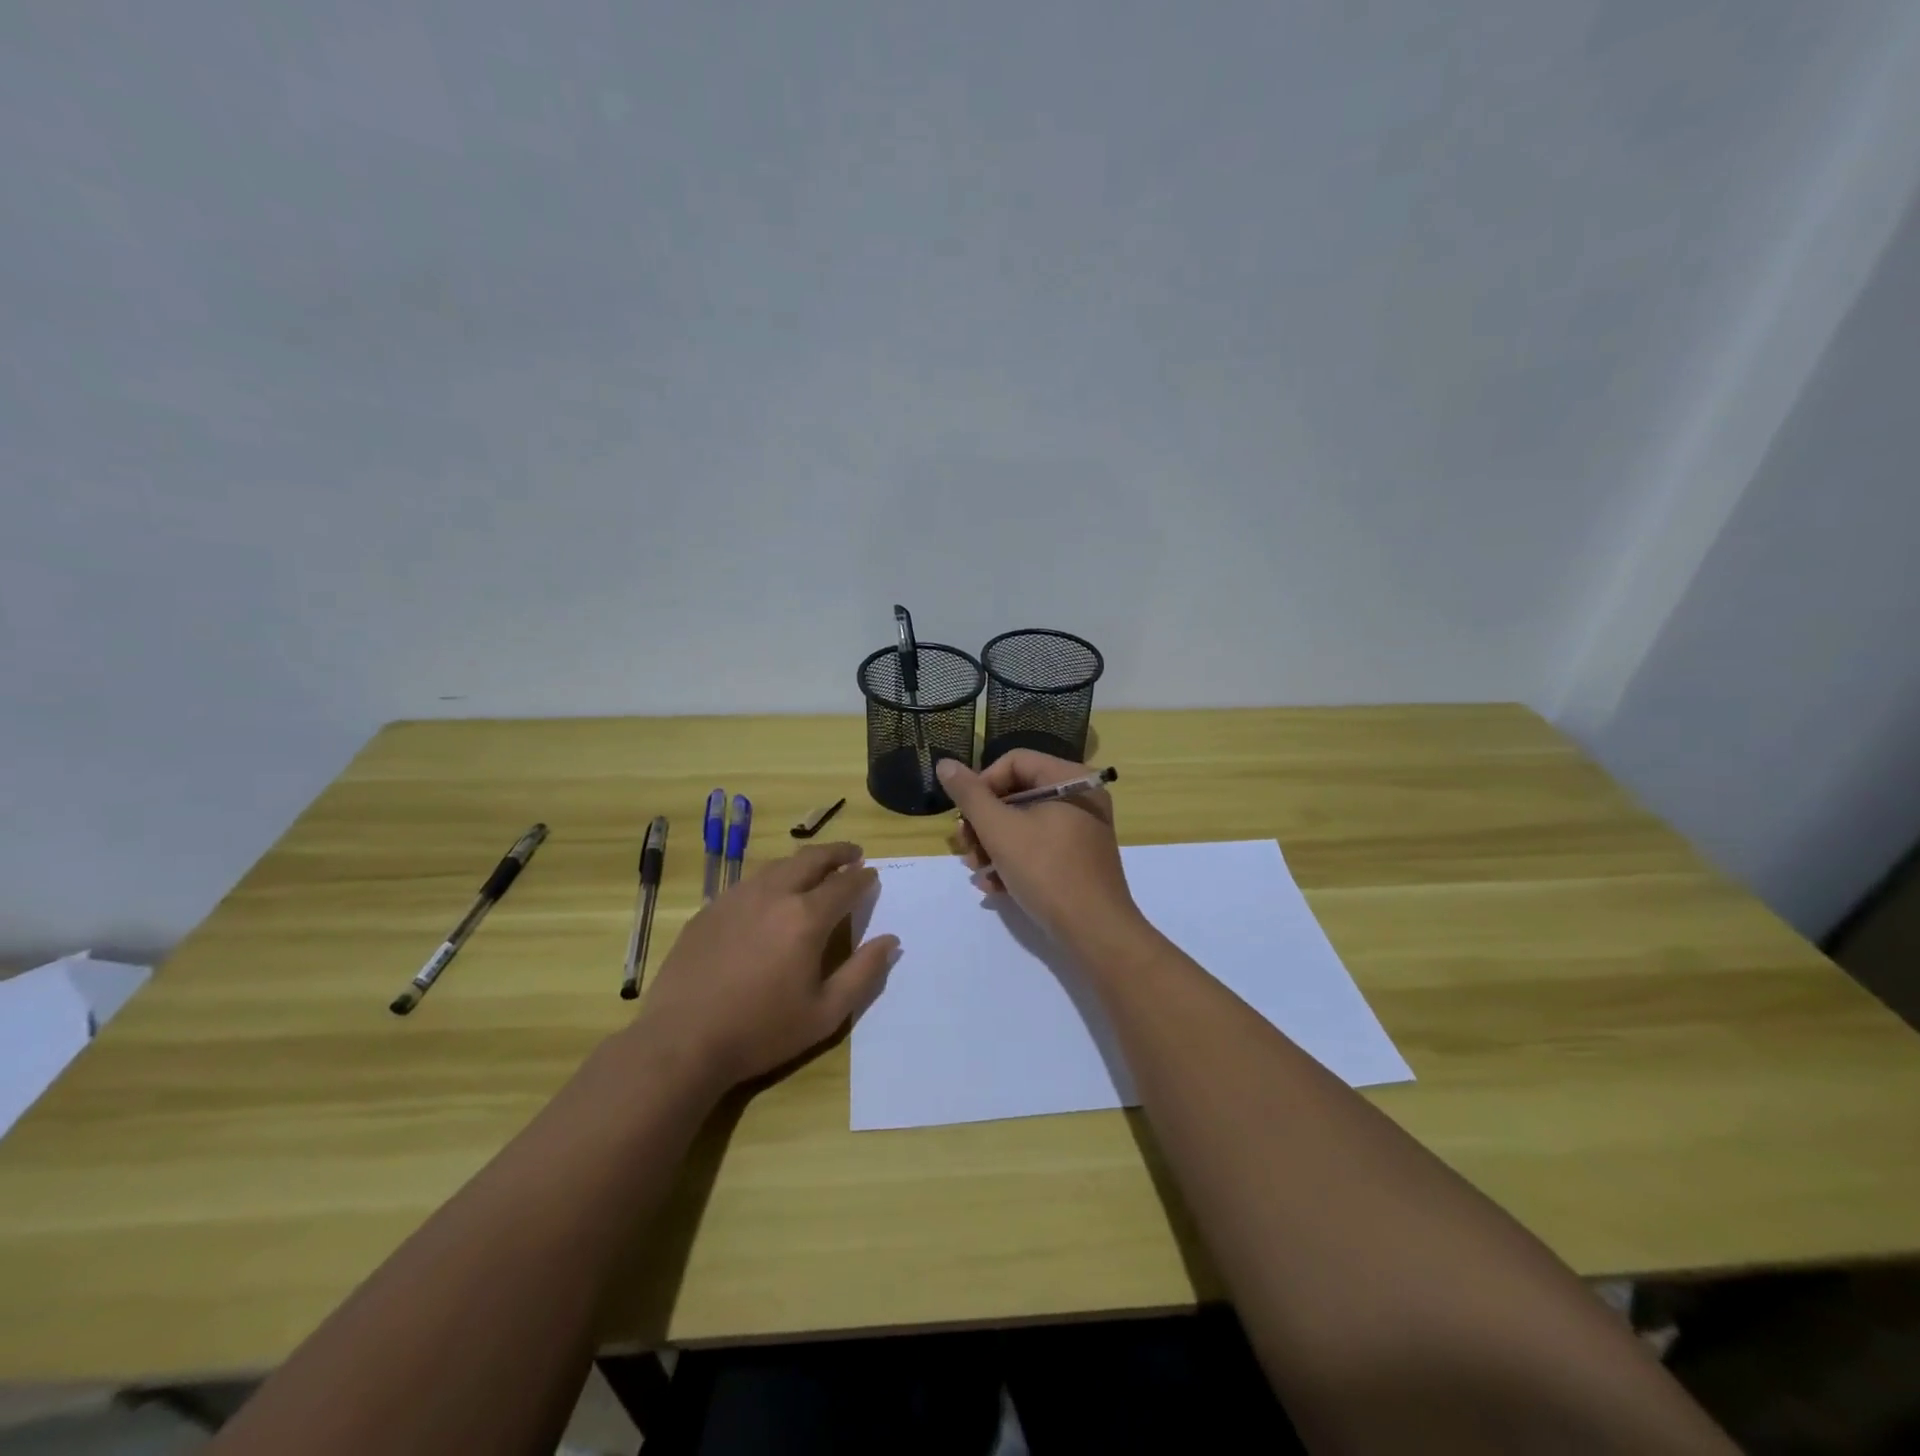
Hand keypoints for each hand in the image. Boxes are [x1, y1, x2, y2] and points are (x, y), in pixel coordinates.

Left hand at [631, 842, 895, 1092]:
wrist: (682, 1041)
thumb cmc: (761, 1031)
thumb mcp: (825, 1013)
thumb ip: (863, 973)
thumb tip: (890, 941)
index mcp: (806, 918)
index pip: (844, 884)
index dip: (863, 877)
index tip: (872, 875)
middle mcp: (773, 895)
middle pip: (811, 859)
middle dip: (837, 853)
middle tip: (852, 854)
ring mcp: (736, 898)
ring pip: (777, 865)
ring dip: (803, 862)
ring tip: (815, 869)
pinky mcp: (710, 910)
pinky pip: (748, 882)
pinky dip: (771, 879)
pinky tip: (770, 896)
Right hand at [937, 753, 1144, 952]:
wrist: (1095, 932)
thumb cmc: (1047, 872)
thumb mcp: (1000, 830)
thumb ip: (970, 795)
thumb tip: (945, 764)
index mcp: (1070, 780)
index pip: (1015, 761)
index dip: (982, 783)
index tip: (965, 815)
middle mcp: (1081, 798)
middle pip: (1017, 793)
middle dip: (984, 821)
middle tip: (965, 846)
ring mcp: (1082, 830)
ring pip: (1024, 824)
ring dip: (992, 845)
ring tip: (975, 870)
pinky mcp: (1078, 859)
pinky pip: (1038, 847)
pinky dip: (1013, 861)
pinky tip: (992, 885)